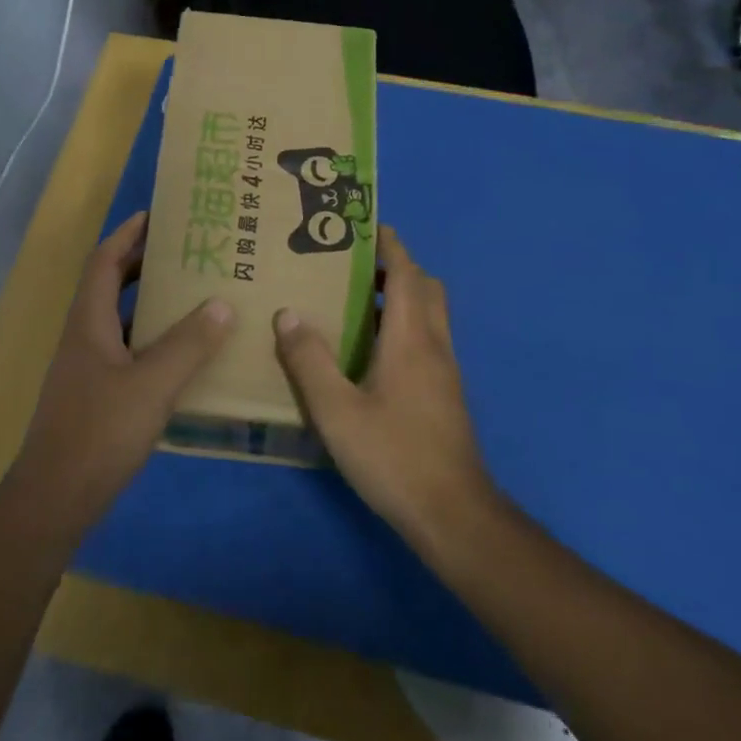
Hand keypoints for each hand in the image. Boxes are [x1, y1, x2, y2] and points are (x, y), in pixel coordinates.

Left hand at [9, 212, 233, 532]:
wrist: (55, 499)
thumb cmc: (99, 432)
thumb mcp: (151, 385)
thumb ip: (188, 344)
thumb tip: (222, 303)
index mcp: (89, 323)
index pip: (104, 262)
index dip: (127, 235)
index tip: (156, 215)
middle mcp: (84, 338)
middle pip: (109, 286)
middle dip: (141, 264)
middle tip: (184, 252)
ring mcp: (87, 369)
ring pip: (119, 320)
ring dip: (148, 302)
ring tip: (191, 294)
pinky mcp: (95, 396)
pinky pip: (126, 351)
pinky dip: (151, 340)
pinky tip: (181, 354)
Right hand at [273, 227, 497, 551]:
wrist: (452, 514)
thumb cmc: (393, 456)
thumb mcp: (337, 410)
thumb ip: (309, 360)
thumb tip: (287, 312)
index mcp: (412, 339)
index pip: (408, 274)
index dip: (390, 246)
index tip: (365, 226)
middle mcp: (435, 346)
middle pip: (426, 288)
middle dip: (397, 267)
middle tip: (354, 265)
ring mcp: (445, 372)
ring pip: (430, 315)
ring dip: (402, 296)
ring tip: (356, 301)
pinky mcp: (444, 395)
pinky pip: (427, 340)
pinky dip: (404, 325)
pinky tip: (370, 351)